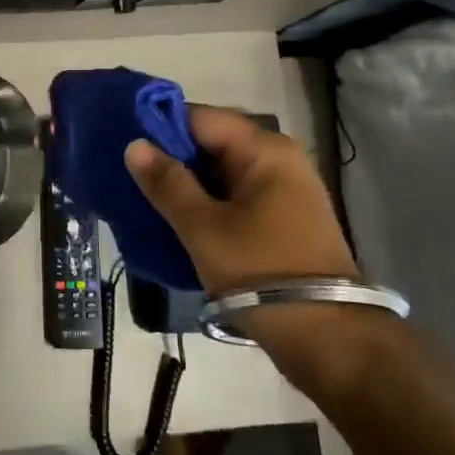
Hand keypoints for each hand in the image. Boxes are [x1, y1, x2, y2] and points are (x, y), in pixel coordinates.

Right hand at [124, 106, 359, 294]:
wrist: (328, 337)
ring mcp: (285, 189)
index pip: (200, 118)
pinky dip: (208, 202)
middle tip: (132, 178)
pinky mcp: (284, 217)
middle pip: (212, 142)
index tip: (126, 148)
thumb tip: (135, 145)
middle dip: (172, 157)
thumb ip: (167, 183)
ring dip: (188, 183)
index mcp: (264, 150)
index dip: (161, 128)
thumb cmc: (260, 271)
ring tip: (148, 198)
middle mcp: (279, 158)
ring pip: (222, 171)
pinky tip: (179, 219)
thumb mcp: (203, 227)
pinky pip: (236, 195)